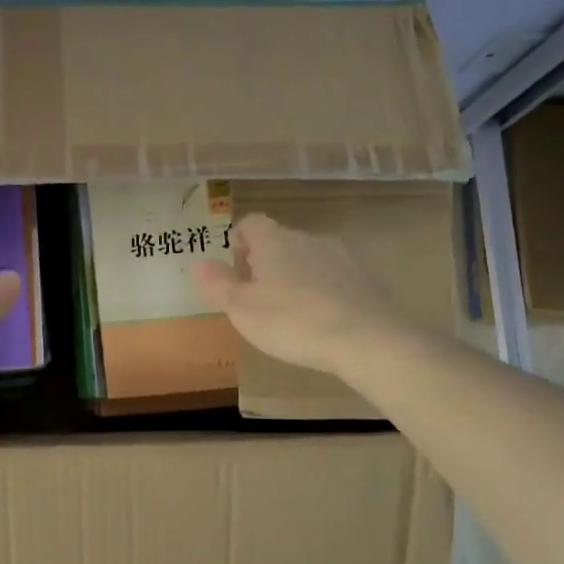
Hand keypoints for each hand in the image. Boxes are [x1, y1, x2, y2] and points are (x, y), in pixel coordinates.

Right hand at [191, 212, 399, 375]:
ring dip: (296, 277)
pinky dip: (323, 292)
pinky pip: (335, 279)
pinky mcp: (366, 280)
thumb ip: (218, 284)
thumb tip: (197, 262)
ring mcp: (342, 257)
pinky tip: (321, 321)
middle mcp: (309, 239)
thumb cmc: (292, 321)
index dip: (238, 240)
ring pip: (309, 259)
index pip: (251, 223)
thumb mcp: (242, 309)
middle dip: (266, 263)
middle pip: (280, 241)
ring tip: (289, 312)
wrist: (366, 340)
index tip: (233, 266)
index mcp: (275, 241)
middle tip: (255, 297)